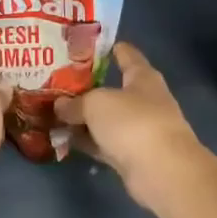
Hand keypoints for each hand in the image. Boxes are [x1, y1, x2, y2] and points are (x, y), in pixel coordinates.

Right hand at [56, 43, 216, 217]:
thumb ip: (75, 103)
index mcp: (142, 77)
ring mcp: (139, 129)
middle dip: (86, 87)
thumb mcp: (96, 104)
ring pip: (106, 119)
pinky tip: (64, 139)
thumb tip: (60, 105)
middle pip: (112, 89)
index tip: (84, 46)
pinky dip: (87, 141)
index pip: (126, 55)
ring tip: (53, 112)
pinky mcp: (132, 156)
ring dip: (83, 118)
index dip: (108, 48)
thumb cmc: (133, 122)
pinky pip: (104, 143)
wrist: (162, 171)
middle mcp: (143, 100)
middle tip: (56, 82)